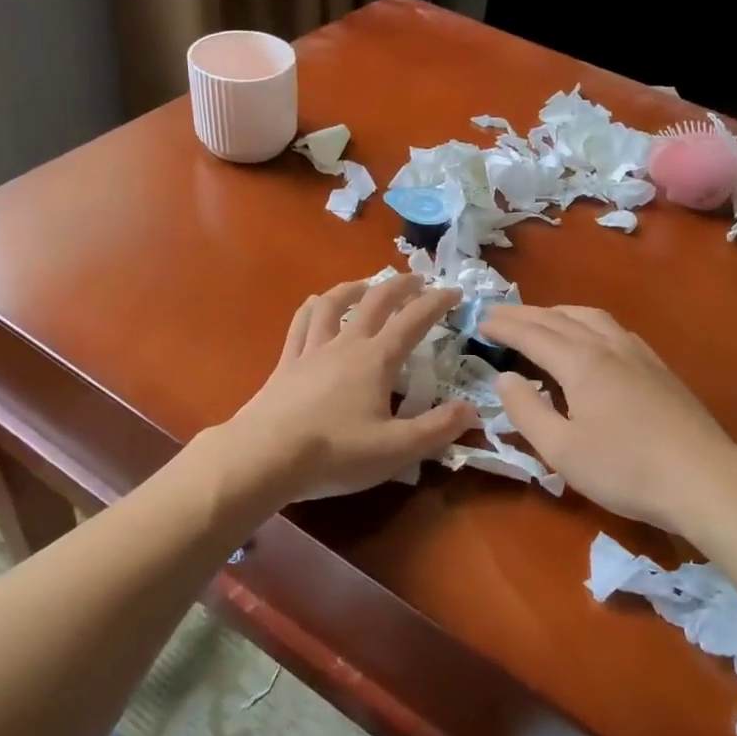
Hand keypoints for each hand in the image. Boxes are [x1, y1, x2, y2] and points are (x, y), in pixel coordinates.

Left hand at [221, 275, 478, 506]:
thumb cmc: (335, 452)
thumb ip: (437, 428)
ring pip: (334, 304)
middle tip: (417, 279)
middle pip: (376, 301)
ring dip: (355, 287)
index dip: (437, 303)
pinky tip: (317, 304)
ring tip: (367, 284)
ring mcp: (312, 350)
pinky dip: (314, 307)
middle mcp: (346, 344)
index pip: (414, 320)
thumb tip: (471, 409)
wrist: (265, 456)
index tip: (454, 292)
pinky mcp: (287, 363)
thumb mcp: (397, 449)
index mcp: (376, 360)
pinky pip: (301, 323)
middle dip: (400, 286)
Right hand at [479, 304, 736, 534]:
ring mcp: (638, 353)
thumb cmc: (626, 469)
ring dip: (558, 313)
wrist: (704, 479)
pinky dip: (587, 323)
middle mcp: (608, 346)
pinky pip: (613, 329)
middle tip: (499, 314)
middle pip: (560, 318)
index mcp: (581, 362)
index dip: (504, 326)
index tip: (480, 321)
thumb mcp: (561, 450)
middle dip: (526, 314)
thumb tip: (504, 377)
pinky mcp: (659, 368)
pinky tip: (592, 338)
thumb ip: (526, 411)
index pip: (532, 334)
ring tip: (541, 319)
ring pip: (591, 317)